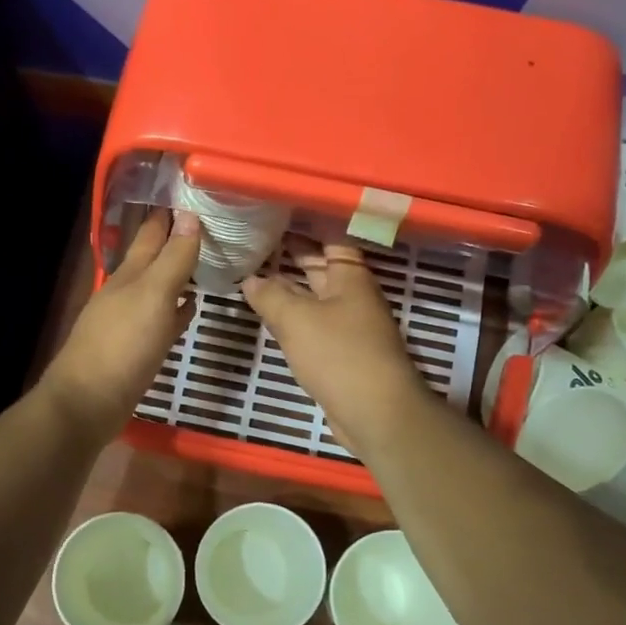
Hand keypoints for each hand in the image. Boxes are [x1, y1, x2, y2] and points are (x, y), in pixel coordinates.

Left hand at [39, 209, 200, 440]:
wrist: (88, 403)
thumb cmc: (122, 346)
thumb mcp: (153, 296)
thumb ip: (173, 258)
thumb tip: (190, 215)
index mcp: (129, 274)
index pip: (151, 233)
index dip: (170, 214)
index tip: (194, 194)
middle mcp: (126, 291)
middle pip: (153, 259)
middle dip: (174, 240)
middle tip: (207, 223)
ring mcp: (129, 321)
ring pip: (158, 288)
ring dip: (177, 275)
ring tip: (205, 260)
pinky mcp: (136, 349)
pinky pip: (161, 320)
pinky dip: (177, 311)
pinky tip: (190, 309)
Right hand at [242, 239, 431, 454]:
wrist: (375, 412)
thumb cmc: (339, 354)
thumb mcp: (297, 319)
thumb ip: (270, 295)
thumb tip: (250, 279)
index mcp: (350, 276)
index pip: (330, 236)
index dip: (305, 222)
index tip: (276, 212)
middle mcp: (352, 295)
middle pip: (321, 265)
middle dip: (292, 252)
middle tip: (255, 238)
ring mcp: (348, 325)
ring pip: (315, 296)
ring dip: (289, 286)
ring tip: (253, 272)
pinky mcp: (341, 352)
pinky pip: (313, 324)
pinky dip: (293, 316)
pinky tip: (270, 315)